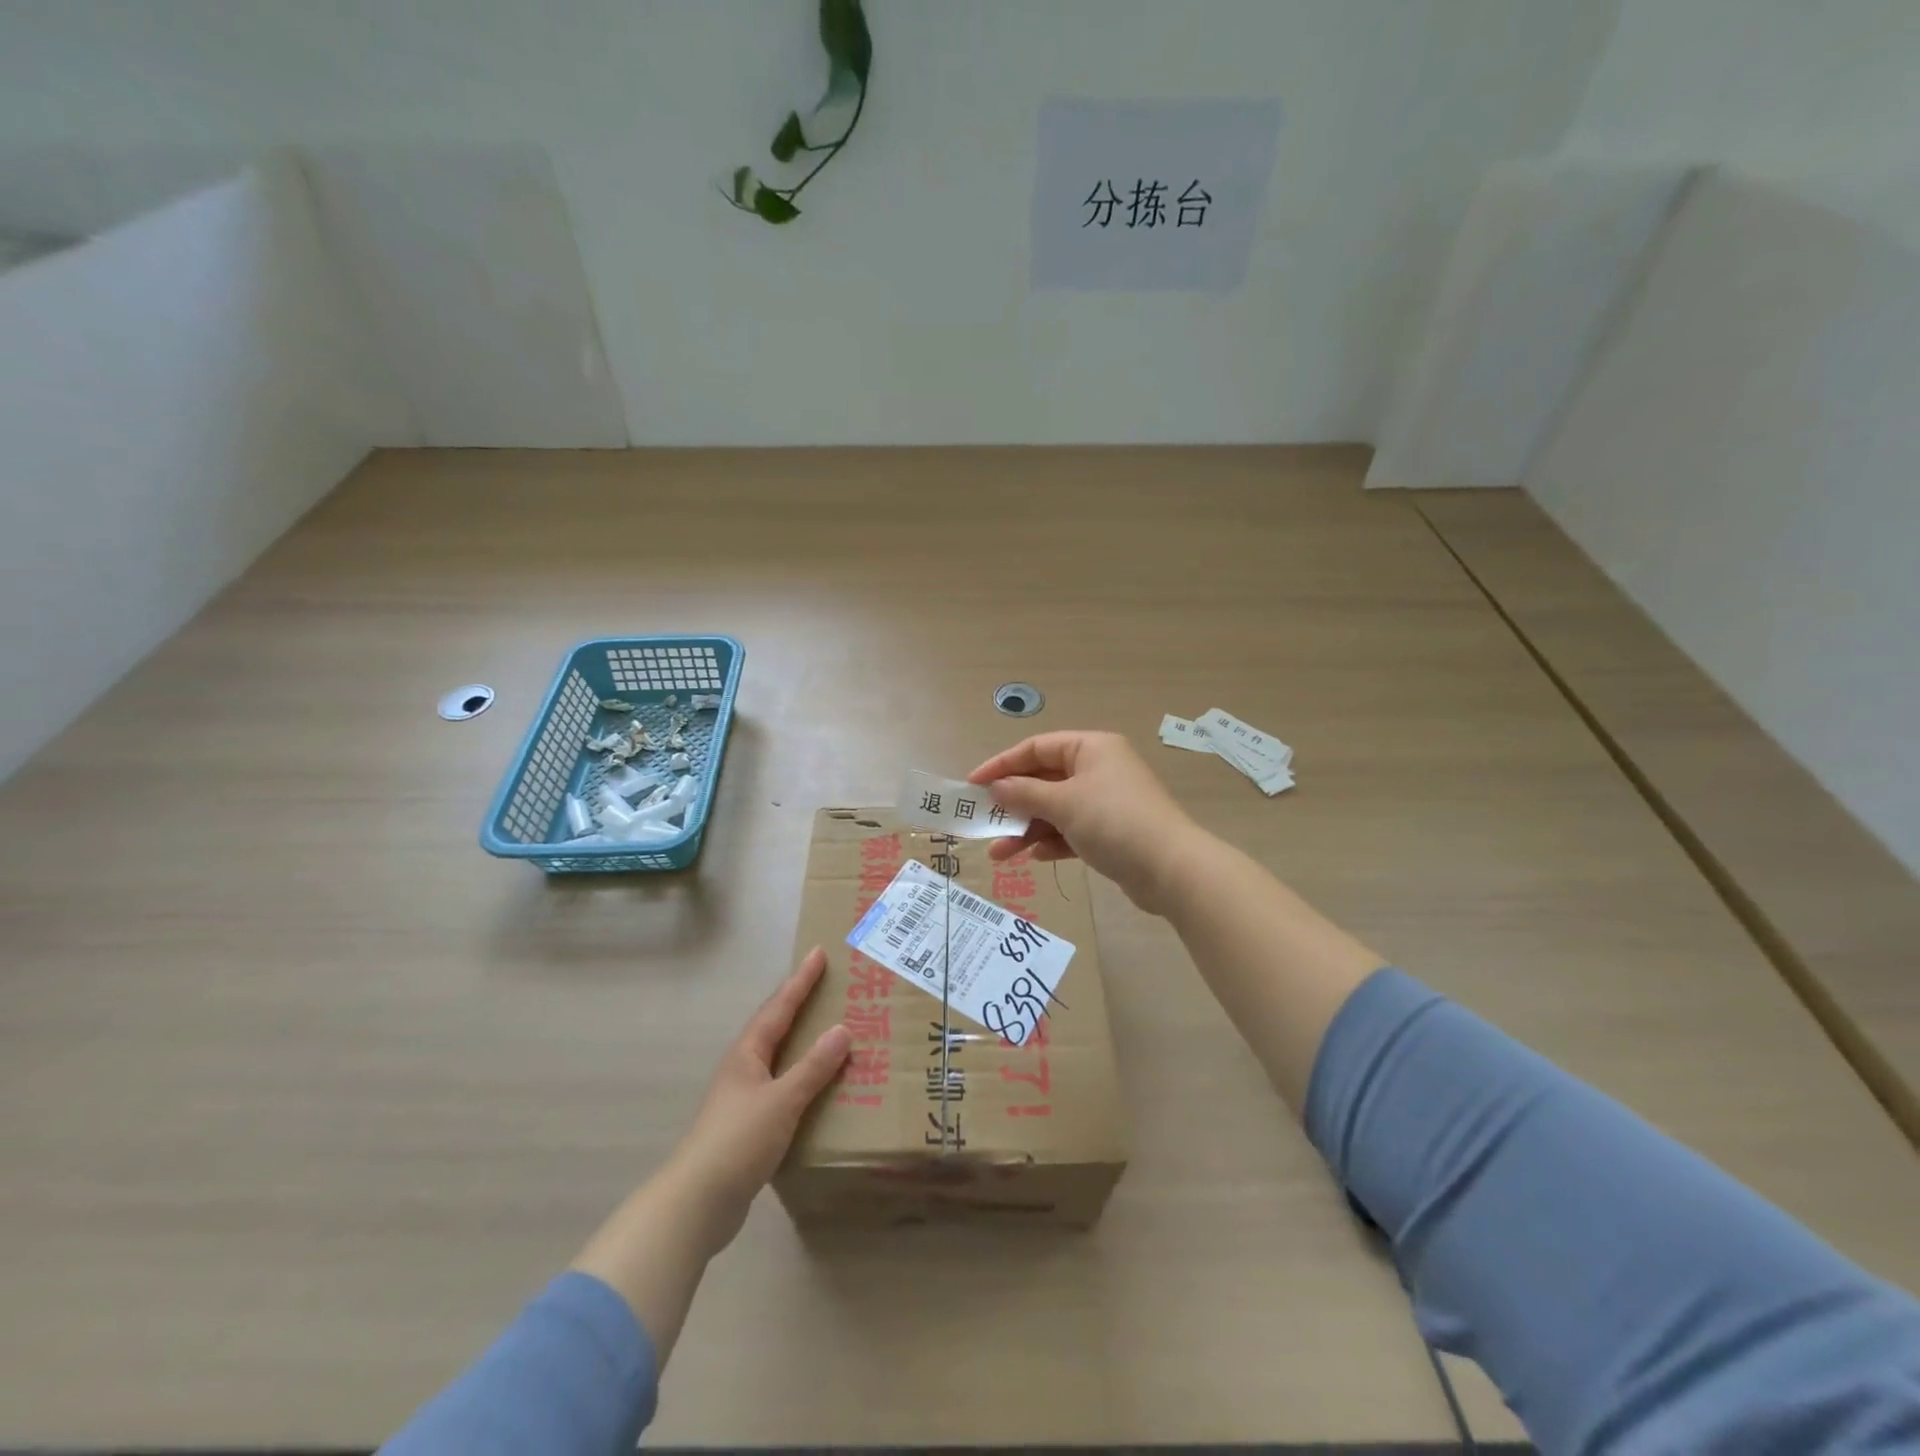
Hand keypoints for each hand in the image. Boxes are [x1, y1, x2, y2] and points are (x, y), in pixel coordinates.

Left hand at [663, 947, 850, 1253]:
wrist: (697, 1203)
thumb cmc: (738, 1141)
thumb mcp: (782, 1100)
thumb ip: (813, 1067)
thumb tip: (842, 1030)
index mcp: (748, 1054)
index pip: (779, 1007)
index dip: (800, 981)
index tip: (818, 953)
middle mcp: (744, 1069)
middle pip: (776, 1027)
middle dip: (800, 1004)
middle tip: (827, 985)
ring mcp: (744, 1098)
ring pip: (779, 1058)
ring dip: (803, 1042)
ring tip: (831, 1031)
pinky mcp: (749, 1127)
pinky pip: (783, 1088)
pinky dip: (804, 1078)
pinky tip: (821, 1089)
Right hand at [969, 730, 1203, 914]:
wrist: (1171, 869)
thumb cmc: (1113, 822)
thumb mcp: (1063, 803)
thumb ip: (1024, 793)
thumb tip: (996, 787)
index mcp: (1090, 748)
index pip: (1036, 748)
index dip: (1001, 765)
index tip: (972, 785)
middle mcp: (1098, 769)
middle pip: (1043, 781)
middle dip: (1012, 804)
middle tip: (983, 822)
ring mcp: (1106, 801)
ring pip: (1055, 809)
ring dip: (1027, 829)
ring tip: (999, 854)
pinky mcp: (1111, 832)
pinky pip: (1071, 830)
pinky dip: (1052, 841)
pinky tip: (1035, 858)